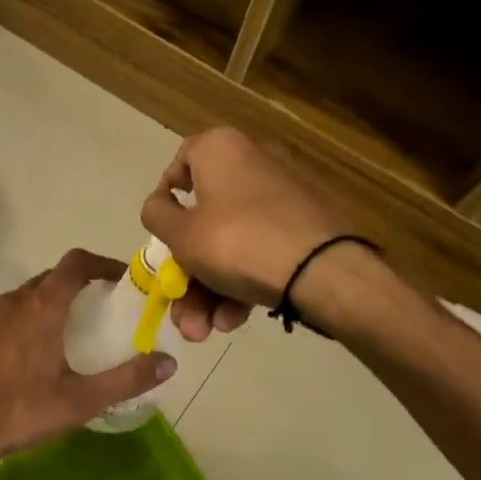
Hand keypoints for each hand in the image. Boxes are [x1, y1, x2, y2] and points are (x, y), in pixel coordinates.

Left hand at [0, 250, 177, 464]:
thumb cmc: (21, 411)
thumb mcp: (81, 400)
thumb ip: (127, 380)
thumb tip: (169, 363)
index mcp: (42, 307)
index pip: (75, 263)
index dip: (102, 263)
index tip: (122, 280)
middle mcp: (14, 302)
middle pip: (52, 277)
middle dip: (80, 284)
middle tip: (103, 309)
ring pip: (28, 295)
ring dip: (53, 301)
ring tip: (72, 331)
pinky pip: (9, 315)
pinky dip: (29, 319)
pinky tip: (35, 354)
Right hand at [141, 128, 350, 340]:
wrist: (323, 271)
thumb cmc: (237, 242)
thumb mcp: (181, 234)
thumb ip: (157, 216)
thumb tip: (158, 204)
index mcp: (220, 149)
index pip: (180, 163)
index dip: (164, 201)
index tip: (160, 235)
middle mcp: (252, 163)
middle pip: (204, 219)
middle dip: (187, 274)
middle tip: (181, 311)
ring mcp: (282, 198)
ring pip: (230, 242)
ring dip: (209, 290)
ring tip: (204, 330)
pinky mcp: (304, 227)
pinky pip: (259, 249)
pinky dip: (242, 282)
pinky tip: (234, 320)